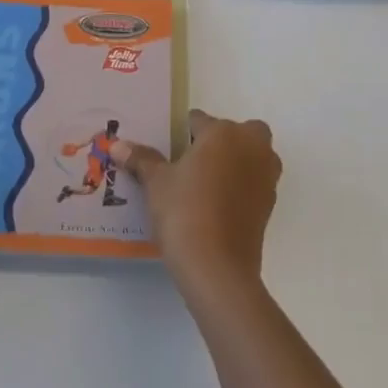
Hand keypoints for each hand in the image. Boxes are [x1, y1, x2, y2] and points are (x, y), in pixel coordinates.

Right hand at [111, 109, 280, 296]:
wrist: (218, 268)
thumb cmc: (185, 212)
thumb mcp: (156, 183)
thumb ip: (141, 159)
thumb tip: (117, 145)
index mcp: (222, 133)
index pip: (198, 120)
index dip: (181, 133)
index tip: (168, 149)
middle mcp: (251, 146)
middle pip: (237, 132)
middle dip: (220, 141)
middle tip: (193, 161)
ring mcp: (265, 176)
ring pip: (252, 155)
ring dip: (236, 161)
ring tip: (205, 183)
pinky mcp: (270, 204)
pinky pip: (254, 182)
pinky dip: (241, 186)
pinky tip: (218, 205)